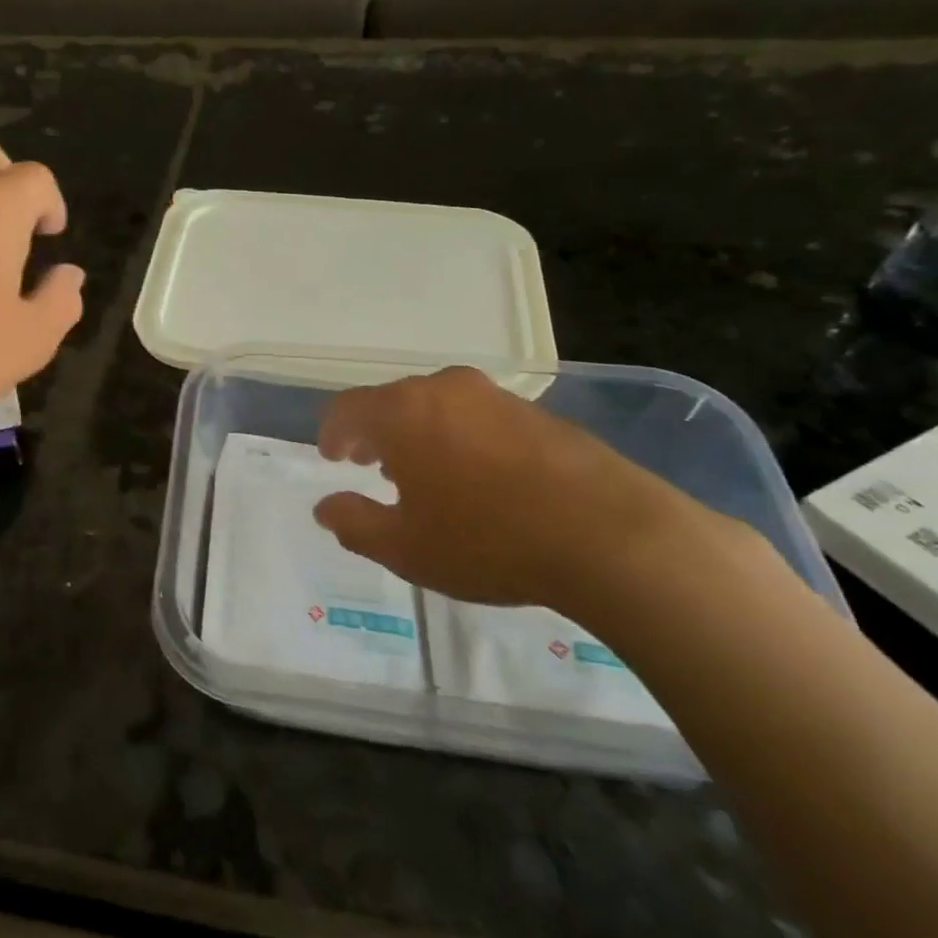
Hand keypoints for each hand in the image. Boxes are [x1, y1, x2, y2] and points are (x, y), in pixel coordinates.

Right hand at [312, 367, 724, 612]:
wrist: (612, 537)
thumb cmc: (488, 541)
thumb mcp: (405, 547)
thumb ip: (354, 524)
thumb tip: (325, 507)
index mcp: (403, 411)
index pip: (347, 408)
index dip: (332, 433)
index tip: (331, 457)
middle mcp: (445, 390)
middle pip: (392, 401)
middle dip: (375, 432)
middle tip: (370, 465)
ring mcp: (496, 397)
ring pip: (437, 406)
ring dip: (418, 434)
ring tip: (423, 475)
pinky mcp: (539, 413)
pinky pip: (478, 417)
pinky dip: (460, 438)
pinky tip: (477, 479)